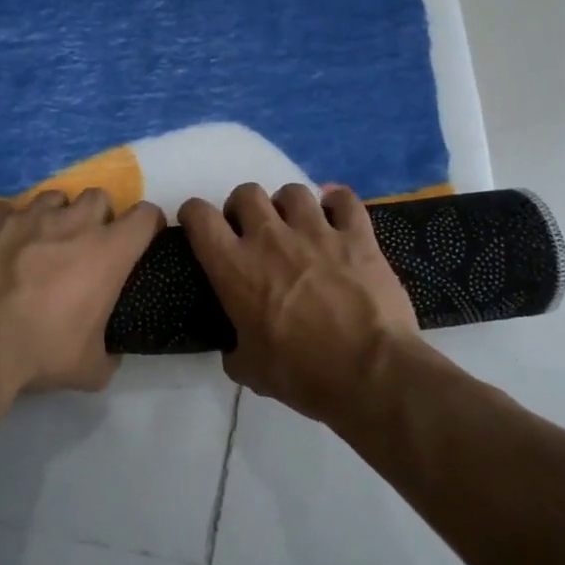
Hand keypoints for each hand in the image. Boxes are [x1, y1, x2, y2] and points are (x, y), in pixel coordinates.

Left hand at [0, 189, 164, 422]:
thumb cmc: (40, 350)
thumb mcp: (90, 369)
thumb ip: (109, 355)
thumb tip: (109, 354)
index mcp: (109, 252)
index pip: (145, 216)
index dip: (147, 225)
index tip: (141, 240)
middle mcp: (74, 222)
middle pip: (99, 197)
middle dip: (98, 216)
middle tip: (86, 244)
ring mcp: (30, 214)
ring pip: (55, 197)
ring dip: (56, 216)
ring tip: (43, 241)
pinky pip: (10, 209)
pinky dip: (12, 223)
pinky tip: (3, 245)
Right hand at [179, 183, 422, 424]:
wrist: (370, 373)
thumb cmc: (302, 373)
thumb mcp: (251, 370)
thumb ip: (236, 350)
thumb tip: (236, 349)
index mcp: (235, 268)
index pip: (200, 216)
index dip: (194, 214)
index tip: (199, 226)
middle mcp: (270, 238)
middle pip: (246, 193)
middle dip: (243, 207)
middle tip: (251, 231)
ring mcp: (316, 231)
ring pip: (293, 191)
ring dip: (288, 205)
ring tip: (296, 225)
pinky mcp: (357, 236)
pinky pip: (344, 199)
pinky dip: (338, 203)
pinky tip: (337, 217)